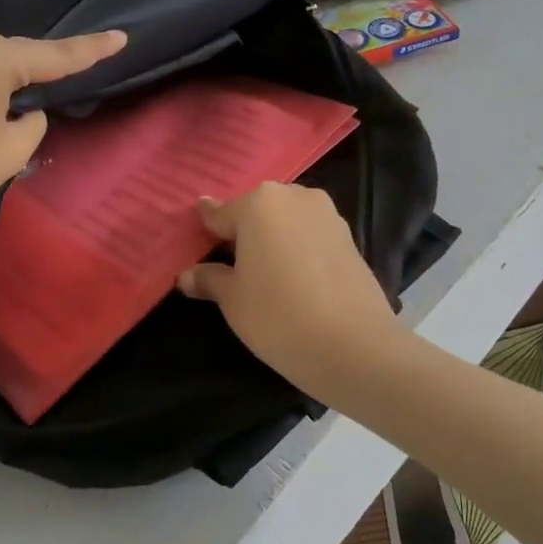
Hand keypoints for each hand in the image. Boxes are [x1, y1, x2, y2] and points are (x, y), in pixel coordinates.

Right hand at [177, 183, 400, 389]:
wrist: (355, 346)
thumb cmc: (279, 316)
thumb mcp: (233, 300)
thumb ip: (209, 279)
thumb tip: (187, 275)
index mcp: (258, 203)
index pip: (218, 214)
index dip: (204, 234)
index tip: (195, 249)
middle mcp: (293, 196)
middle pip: (255, 211)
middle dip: (242, 234)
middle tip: (230, 268)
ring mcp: (327, 214)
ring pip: (286, 221)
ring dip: (272, 240)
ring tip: (263, 276)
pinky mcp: (349, 236)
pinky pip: (310, 235)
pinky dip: (297, 249)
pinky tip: (294, 279)